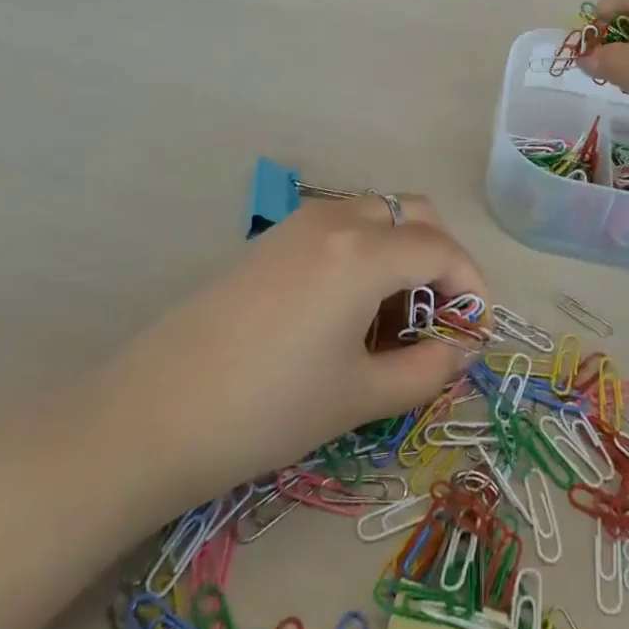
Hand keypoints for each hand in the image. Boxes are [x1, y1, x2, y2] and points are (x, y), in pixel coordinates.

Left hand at [106, 194, 486, 505]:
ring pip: (375, 216)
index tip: (476, 331)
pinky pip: (339, 228)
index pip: (442, 248)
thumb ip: (426, 370)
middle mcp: (337, 219)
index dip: (471, 285)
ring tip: (391, 320)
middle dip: (440, 258)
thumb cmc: (269, 408)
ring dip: (401, 253)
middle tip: (437, 317)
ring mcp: (298, 224)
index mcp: (365, 251)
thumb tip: (464, 350)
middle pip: (413, 214)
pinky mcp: (270, 240)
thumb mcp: (359, 396)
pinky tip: (346, 311)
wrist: (152, 414)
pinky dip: (364, 254)